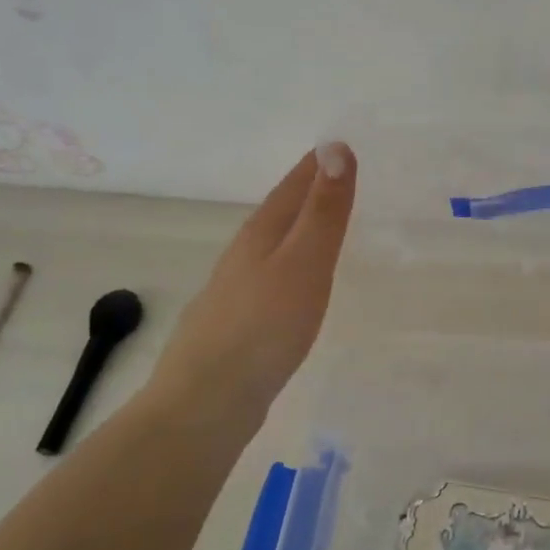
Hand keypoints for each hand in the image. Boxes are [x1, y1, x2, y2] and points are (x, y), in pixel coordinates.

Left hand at [147, 143, 355, 408]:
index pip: (293, 185)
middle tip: (342, 179)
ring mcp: (236, 291)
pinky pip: (272, 277)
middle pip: (280, 212)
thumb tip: (335, 146)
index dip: (318, 164)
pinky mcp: (238, 324)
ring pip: (273, 246)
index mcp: (260, 234)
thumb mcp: (304, 262)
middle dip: (309, 192)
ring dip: (299, 229)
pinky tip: (298, 285)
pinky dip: (292, 265)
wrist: (206, 403)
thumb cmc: (263, 326)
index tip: (342, 145)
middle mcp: (243, 255)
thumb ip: (323, 209)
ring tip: (325, 226)